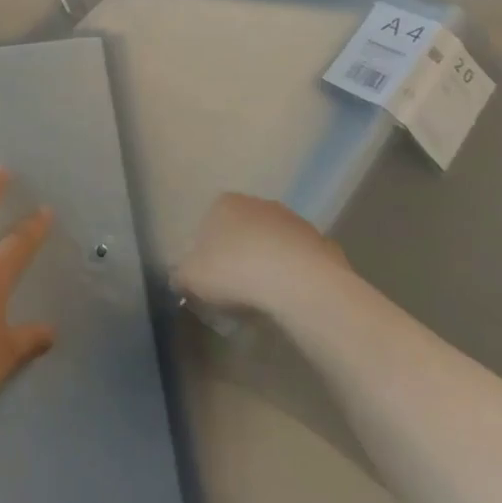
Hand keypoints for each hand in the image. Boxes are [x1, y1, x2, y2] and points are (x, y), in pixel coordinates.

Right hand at [172, 191, 348, 314]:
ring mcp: (293, 220)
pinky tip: (289, 299)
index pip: (208, 223)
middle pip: (242, 231)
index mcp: (224, 203)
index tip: (208, 280)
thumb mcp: (191, 277)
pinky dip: (293, 276)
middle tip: (234, 290)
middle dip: (238, 256)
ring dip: (267, 264)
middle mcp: (258, 203)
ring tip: (264, 299)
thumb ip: (181, 275)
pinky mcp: (321, 242)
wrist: (300, 282)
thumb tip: (180, 278)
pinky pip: (299, 261)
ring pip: (272, 244)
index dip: (206, 253)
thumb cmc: (235, 271)